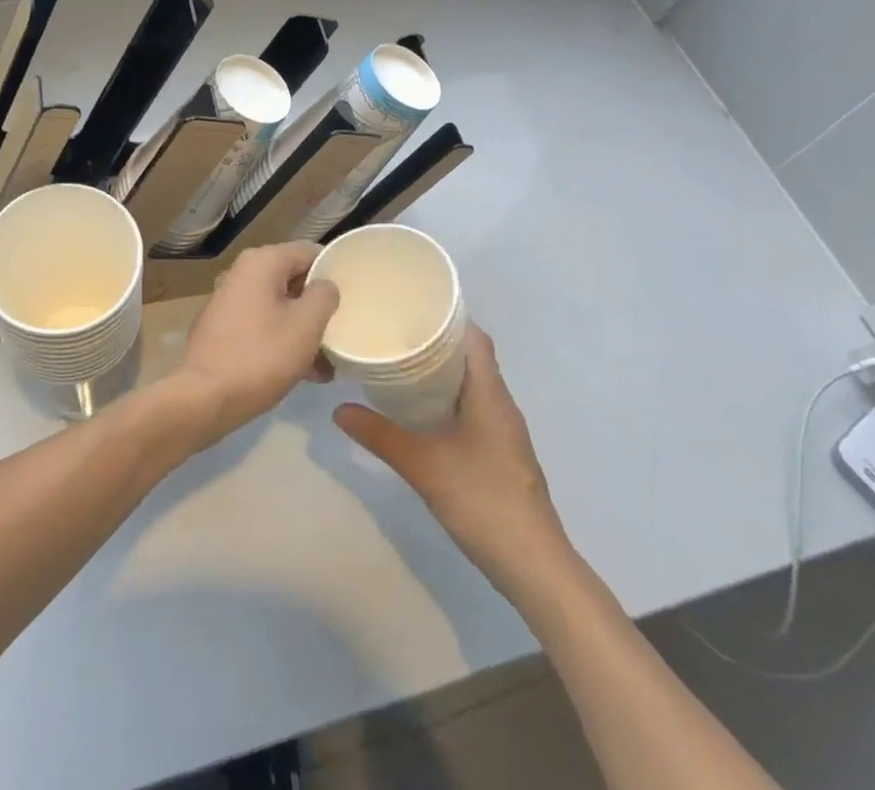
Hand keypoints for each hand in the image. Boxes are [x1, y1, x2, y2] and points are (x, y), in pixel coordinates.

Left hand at [169, 241, 339, 446]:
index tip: (355, 295)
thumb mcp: (306, 325)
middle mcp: (243, 273)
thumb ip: (324, 296)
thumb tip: (325, 285)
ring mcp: (231, 301)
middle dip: (319, 306)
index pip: (310, 251)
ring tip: (329, 363)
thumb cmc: (261, 356)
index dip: (335, 270)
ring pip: (280, 306)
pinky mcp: (224, 328)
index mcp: (262, 262)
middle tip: (343, 331)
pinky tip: (306, 373)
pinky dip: (284, 341)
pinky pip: (264, 324)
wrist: (204, 398)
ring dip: (305, 330)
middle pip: (294, 279)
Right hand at [334, 324, 572, 598]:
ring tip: (402, 365)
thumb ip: (380, 435)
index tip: (411, 307)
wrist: (535, 567)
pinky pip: (474, 409)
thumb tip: (338, 409)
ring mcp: (505, 432)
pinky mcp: (502, 454)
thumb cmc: (483, 501)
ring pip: (473, 385)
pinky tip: (423, 412)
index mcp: (490, 393)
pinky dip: (449, 399)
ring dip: (443, 372)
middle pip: (472, 357)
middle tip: (395, 334)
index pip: (475, 337)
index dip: (448, 317)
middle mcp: (502, 404)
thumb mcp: (423, 466)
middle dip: (437, 342)